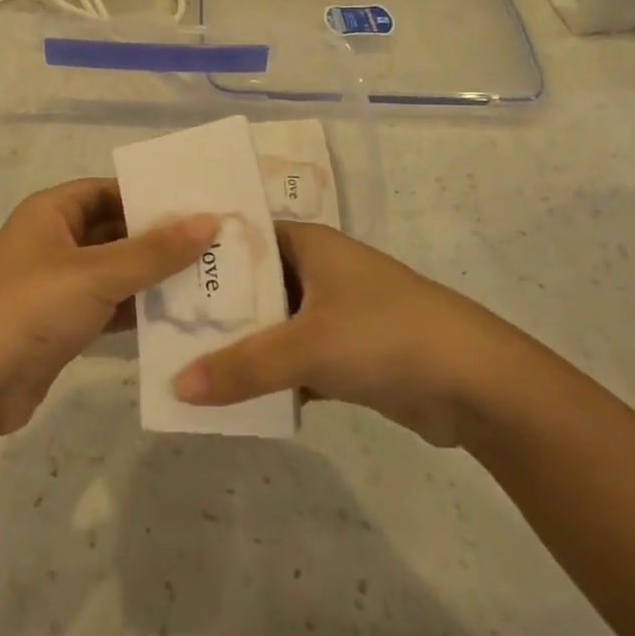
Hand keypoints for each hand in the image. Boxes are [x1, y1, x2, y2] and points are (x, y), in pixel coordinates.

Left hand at [0, 180, 215, 435]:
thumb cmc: (32, 308)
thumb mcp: (97, 273)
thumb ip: (155, 250)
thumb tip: (209, 220)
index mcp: (51, 211)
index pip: (108, 190)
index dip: (150, 196)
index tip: (199, 206)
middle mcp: (53, 241)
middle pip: (115, 231)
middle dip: (160, 240)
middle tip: (217, 247)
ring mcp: (57, 285)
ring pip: (115, 271)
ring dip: (153, 278)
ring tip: (210, 281)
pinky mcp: (62, 323)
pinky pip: (109, 306)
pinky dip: (137, 310)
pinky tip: (179, 318)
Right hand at [172, 222, 523, 446]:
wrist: (479, 385)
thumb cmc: (386, 336)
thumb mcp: (306, 347)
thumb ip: (241, 367)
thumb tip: (176, 387)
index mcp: (307, 243)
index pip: (239, 237)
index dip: (199, 254)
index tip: (155, 275)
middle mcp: (317, 270)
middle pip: (251, 285)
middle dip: (213, 309)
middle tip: (159, 328)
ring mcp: (333, 312)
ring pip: (270, 326)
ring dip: (239, 347)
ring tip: (182, 365)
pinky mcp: (346, 353)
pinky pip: (292, 360)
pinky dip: (268, 376)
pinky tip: (231, 397)